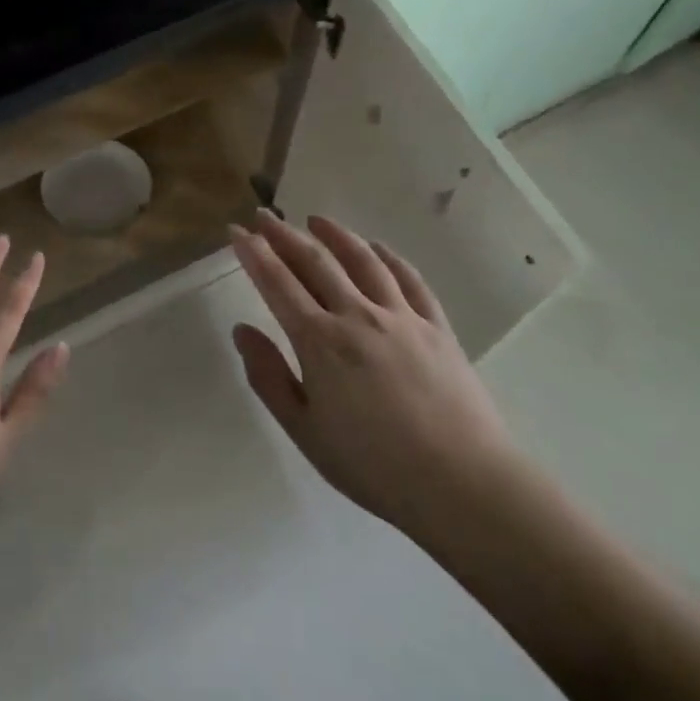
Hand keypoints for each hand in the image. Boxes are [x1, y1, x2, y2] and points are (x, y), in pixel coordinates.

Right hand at [229, 211, 520, 544]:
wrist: (463, 484)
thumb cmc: (373, 465)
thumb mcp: (304, 430)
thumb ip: (268, 377)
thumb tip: (242, 330)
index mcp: (319, 341)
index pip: (277, 283)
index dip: (254, 253)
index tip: (237, 231)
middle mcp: (357, 316)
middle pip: (315, 261)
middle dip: (285, 235)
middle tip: (264, 216)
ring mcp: (401, 317)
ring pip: (362, 260)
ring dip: (335, 235)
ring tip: (315, 220)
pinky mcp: (437, 327)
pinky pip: (409, 278)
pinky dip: (387, 256)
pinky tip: (376, 248)